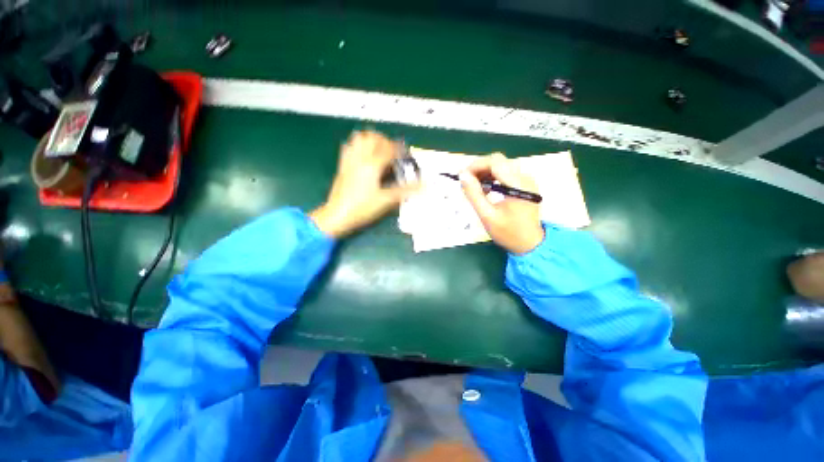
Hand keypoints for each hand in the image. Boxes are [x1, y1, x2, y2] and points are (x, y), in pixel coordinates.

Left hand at [310, 130, 417, 237]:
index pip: (389, 149)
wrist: (337, 216)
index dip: (400, 150)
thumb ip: (406, 191)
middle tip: (393, 152)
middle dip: (386, 141)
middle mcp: (360, 158)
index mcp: (372, 165)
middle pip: (373, 137)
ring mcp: (349, 160)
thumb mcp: (386, 200)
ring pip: (359, 138)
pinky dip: (358, 145)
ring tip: (379, 150)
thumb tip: (425, 185)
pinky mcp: (342, 166)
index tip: (407, 156)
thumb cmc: (362, 208)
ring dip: (371, 139)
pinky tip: (364, 155)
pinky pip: (348, 147)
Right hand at [459, 153, 544, 254]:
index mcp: (518, 185)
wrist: (530, 244)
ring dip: (486, 173)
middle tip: (467, 183)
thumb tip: (463, 176)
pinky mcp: (525, 185)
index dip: (476, 165)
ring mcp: (527, 181)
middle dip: (480, 169)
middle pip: (499, 162)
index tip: (462, 176)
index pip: (495, 162)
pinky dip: (493, 178)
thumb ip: (474, 194)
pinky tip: (487, 190)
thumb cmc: (508, 233)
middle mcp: (525, 178)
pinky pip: (507, 174)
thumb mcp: (487, 215)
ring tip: (476, 189)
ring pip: (502, 166)